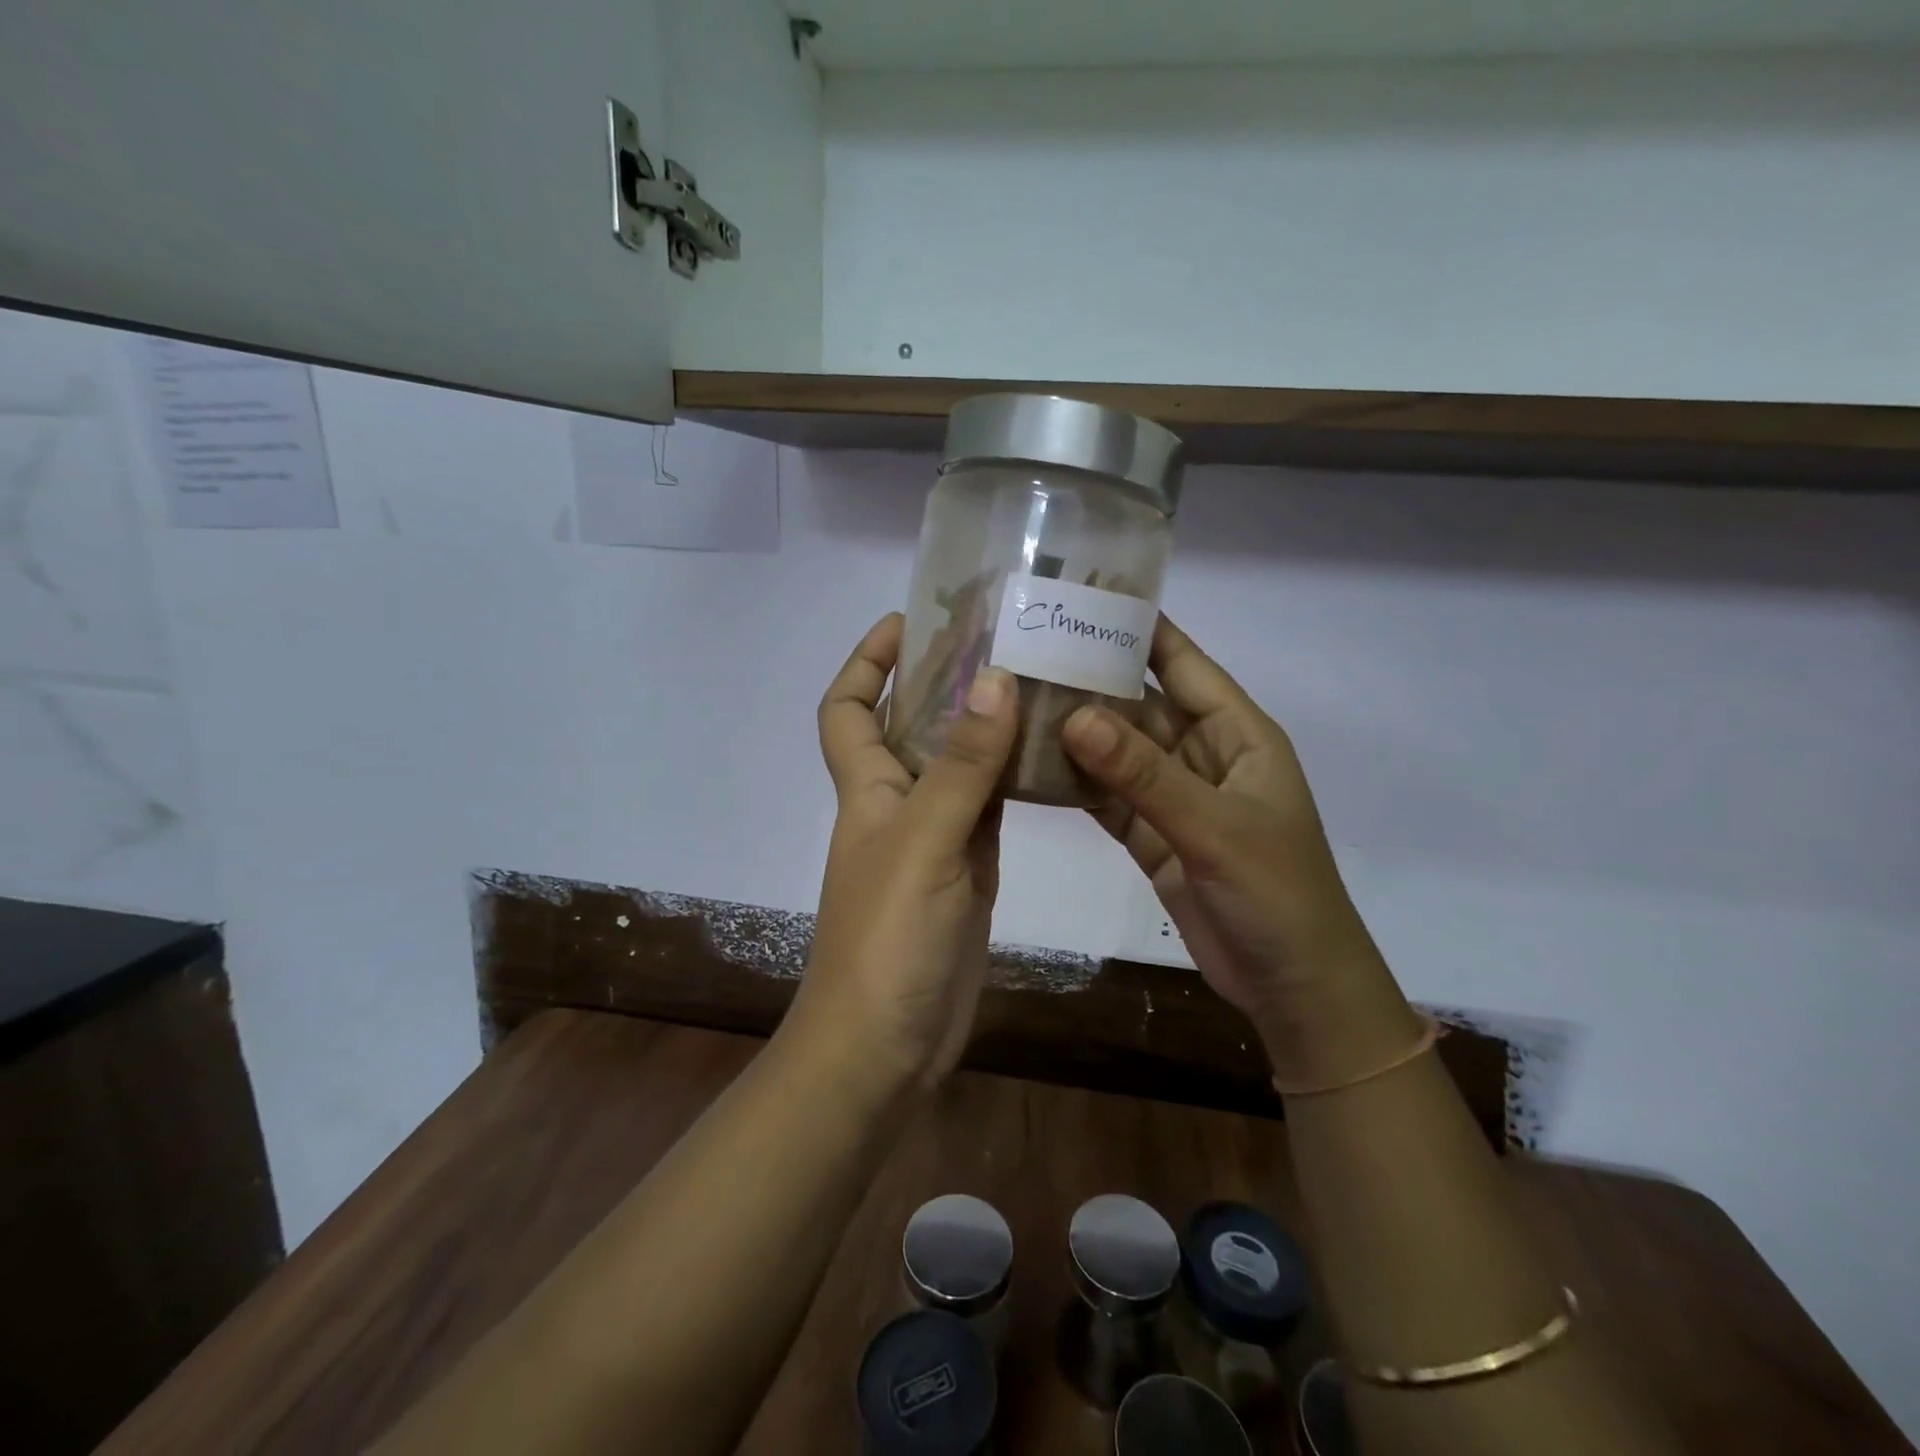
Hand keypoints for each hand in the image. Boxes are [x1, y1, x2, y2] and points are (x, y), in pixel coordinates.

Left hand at [791, 614, 1018, 1090]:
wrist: (887, 1046)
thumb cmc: (887, 939)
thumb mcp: (924, 843)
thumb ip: (960, 765)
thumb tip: (993, 678)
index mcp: (868, 787)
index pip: (847, 707)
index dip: (867, 661)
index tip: (910, 621)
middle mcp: (898, 803)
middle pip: (912, 724)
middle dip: (944, 680)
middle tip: (1003, 639)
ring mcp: (936, 837)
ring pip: (960, 764)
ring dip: (987, 726)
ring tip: (1040, 680)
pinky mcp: (969, 869)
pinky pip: (991, 807)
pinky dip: (1014, 778)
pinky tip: (1052, 754)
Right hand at [1060, 617, 1419, 1078]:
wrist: (1293, 987)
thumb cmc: (1277, 894)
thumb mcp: (1214, 827)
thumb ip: (1144, 774)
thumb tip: (1074, 716)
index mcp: (1237, 735)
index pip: (1183, 664)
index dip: (1140, 629)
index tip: (1084, 598)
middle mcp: (1202, 756)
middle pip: (1140, 707)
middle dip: (1090, 682)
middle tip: (1024, 654)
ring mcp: (1174, 798)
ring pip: (1117, 753)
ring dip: (1075, 734)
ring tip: (1014, 703)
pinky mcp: (1152, 836)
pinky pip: (1108, 798)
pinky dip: (1075, 784)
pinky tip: (1031, 766)